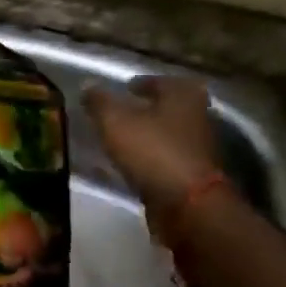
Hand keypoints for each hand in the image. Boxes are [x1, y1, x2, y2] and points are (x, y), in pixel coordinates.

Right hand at [83, 76, 221, 221]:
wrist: (188, 205)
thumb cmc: (153, 150)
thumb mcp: (115, 121)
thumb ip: (100, 102)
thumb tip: (88, 85)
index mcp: (183, 96)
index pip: (162, 81)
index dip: (142, 83)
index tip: (125, 88)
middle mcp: (196, 118)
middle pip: (167, 108)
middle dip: (144, 110)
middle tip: (119, 113)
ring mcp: (197, 149)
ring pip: (166, 135)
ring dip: (146, 135)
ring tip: (118, 139)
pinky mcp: (192, 177)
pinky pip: (164, 160)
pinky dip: (148, 159)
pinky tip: (127, 164)